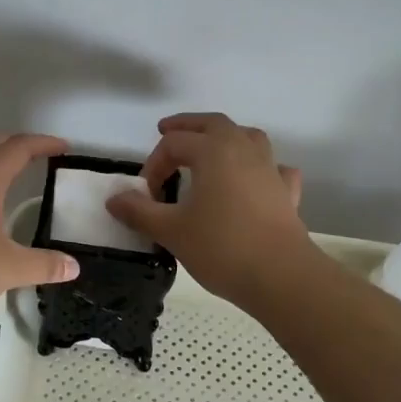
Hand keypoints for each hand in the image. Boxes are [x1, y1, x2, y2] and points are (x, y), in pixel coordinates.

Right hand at [107, 113, 308, 298]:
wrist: (282, 277)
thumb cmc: (222, 247)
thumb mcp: (171, 231)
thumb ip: (140, 211)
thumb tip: (114, 199)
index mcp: (213, 150)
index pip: (174, 144)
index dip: (154, 164)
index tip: (145, 194)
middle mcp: (243, 149)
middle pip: (212, 123)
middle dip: (188, 126)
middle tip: (167, 131)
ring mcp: (269, 168)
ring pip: (247, 137)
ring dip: (226, 137)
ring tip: (211, 149)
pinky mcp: (286, 192)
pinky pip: (274, 168)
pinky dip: (261, 168)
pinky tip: (255, 180)